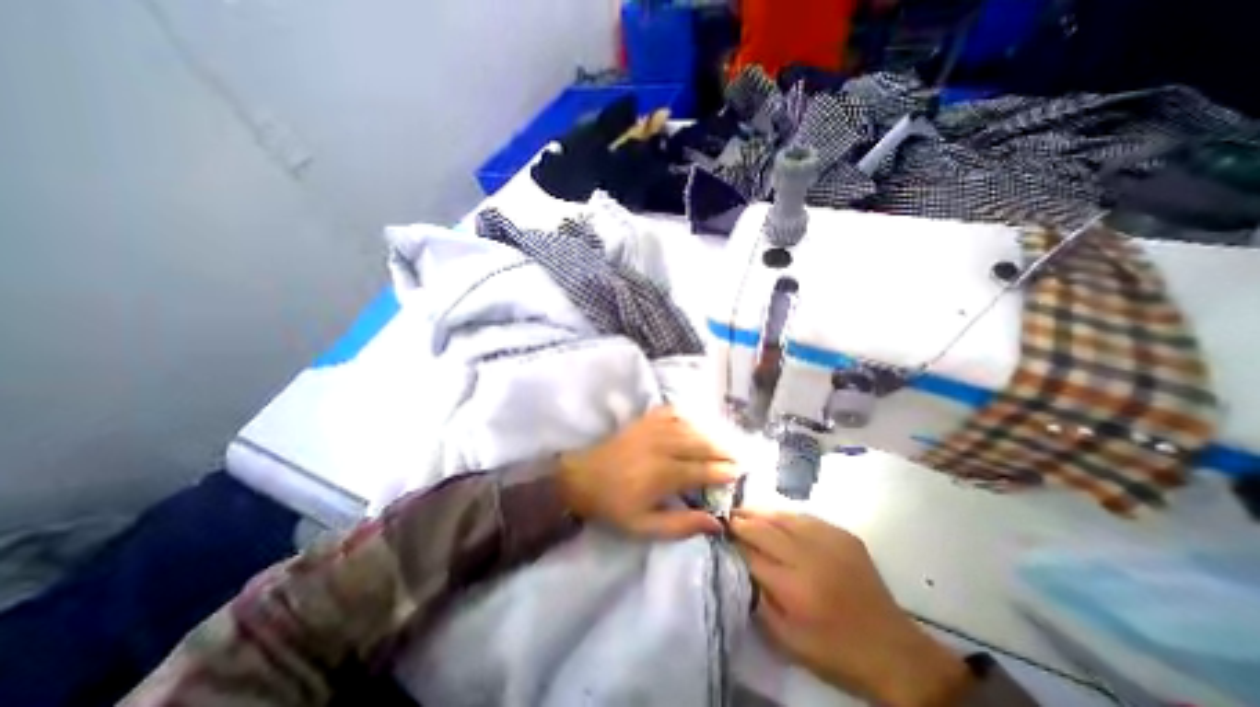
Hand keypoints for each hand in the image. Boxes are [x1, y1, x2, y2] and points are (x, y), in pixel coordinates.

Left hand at [557, 407, 738, 538]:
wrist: (582, 478)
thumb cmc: (614, 505)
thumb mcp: (644, 527)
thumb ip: (681, 525)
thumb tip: (715, 522)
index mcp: (664, 474)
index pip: (702, 470)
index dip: (723, 472)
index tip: (738, 473)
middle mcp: (662, 446)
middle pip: (700, 444)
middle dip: (722, 451)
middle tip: (737, 457)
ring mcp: (652, 429)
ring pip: (689, 427)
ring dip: (709, 434)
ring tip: (722, 442)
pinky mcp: (643, 421)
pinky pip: (670, 412)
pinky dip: (685, 415)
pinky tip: (693, 421)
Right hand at [728, 509, 965, 706]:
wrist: (893, 650)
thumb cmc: (834, 650)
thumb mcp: (787, 640)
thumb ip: (758, 601)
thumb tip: (739, 566)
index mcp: (794, 588)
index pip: (751, 554)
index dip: (733, 542)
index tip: (719, 533)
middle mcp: (809, 558)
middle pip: (764, 529)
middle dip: (742, 521)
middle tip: (727, 516)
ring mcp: (829, 542)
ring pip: (783, 517)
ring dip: (760, 513)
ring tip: (745, 510)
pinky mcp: (843, 535)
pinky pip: (805, 517)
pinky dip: (785, 516)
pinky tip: (776, 517)